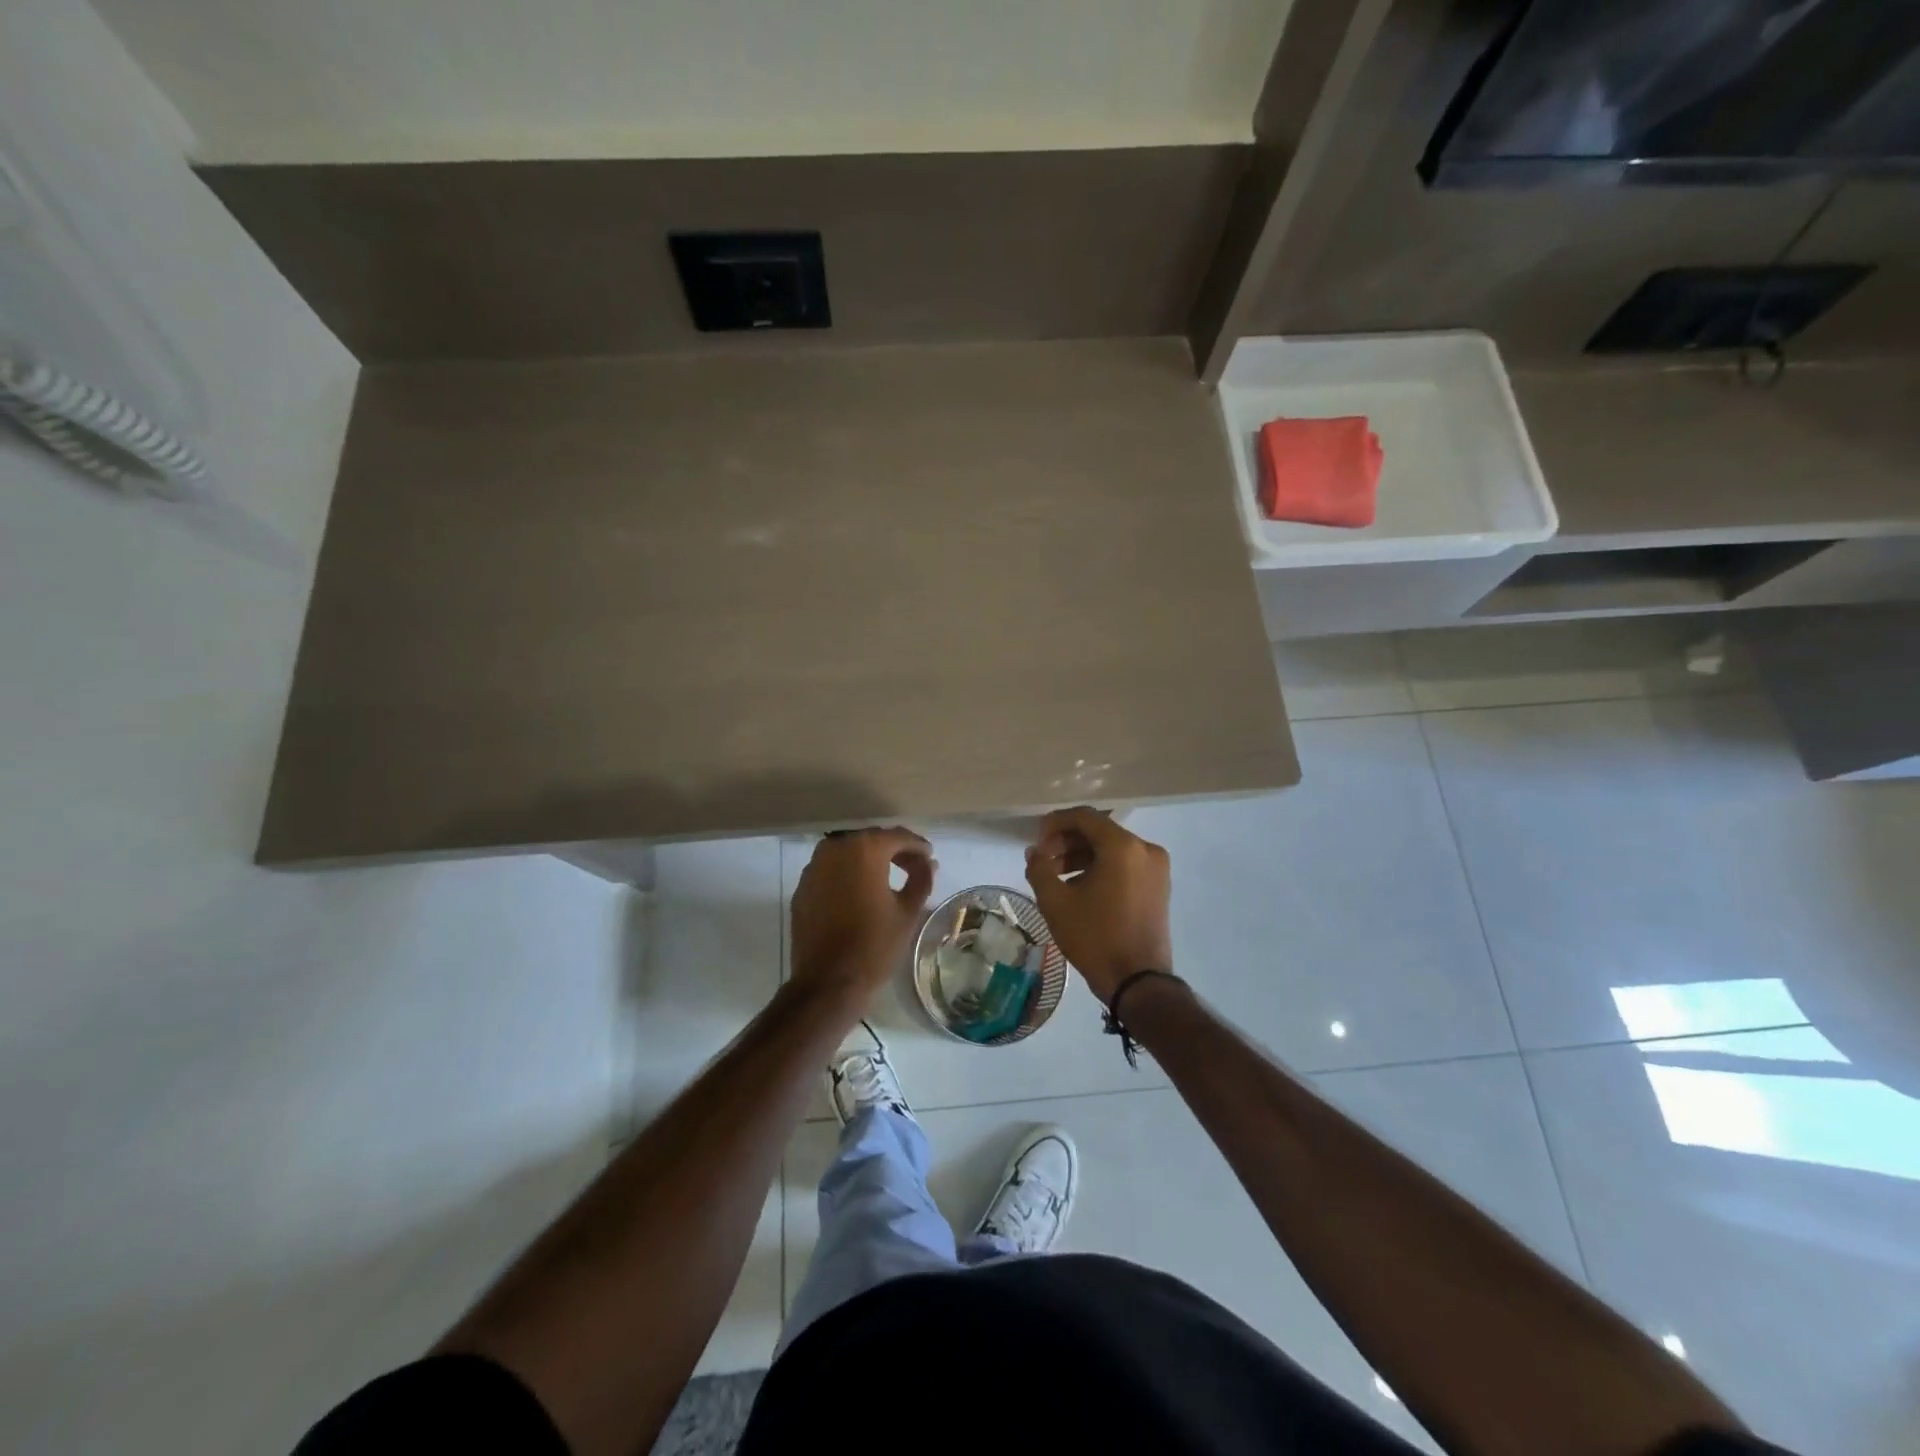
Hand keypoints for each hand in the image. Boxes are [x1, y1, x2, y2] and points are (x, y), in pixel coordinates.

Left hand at [789, 828, 935, 1006]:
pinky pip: (831, 869)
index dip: (917, 846)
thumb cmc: (874, 945)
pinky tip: (860, 892)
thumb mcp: (908, 912)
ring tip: (888, 878)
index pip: (897, 836)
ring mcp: (814, 867)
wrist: (827, 982)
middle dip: (894, 850)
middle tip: (913, 867)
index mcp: (864, 850)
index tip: (930, 857)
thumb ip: (921, 879)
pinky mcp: (802, 886)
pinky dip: (848, 873)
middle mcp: (836, 849)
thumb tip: (928, 863)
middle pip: (871, 839)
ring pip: (848, 852)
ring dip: (869, 859)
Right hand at [1025, 808, 1172, 1003]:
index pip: (1084, 817)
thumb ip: (1040, 868)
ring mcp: (1157, 868)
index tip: (1036, 841)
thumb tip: (1035, 851)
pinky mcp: (1159, 886)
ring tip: (1056, 877)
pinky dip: (1102, 868)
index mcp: (1122, 846)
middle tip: (1043, 860)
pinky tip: (1080, 887)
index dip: (1055, 823)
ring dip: (1083, 856)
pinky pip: (1125, 864)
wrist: (1138, 981)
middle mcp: (1145, 849)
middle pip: (1099, 831)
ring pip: (1112, 849)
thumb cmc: (1095, 937)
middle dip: (1067, 842)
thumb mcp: (1056, 902)